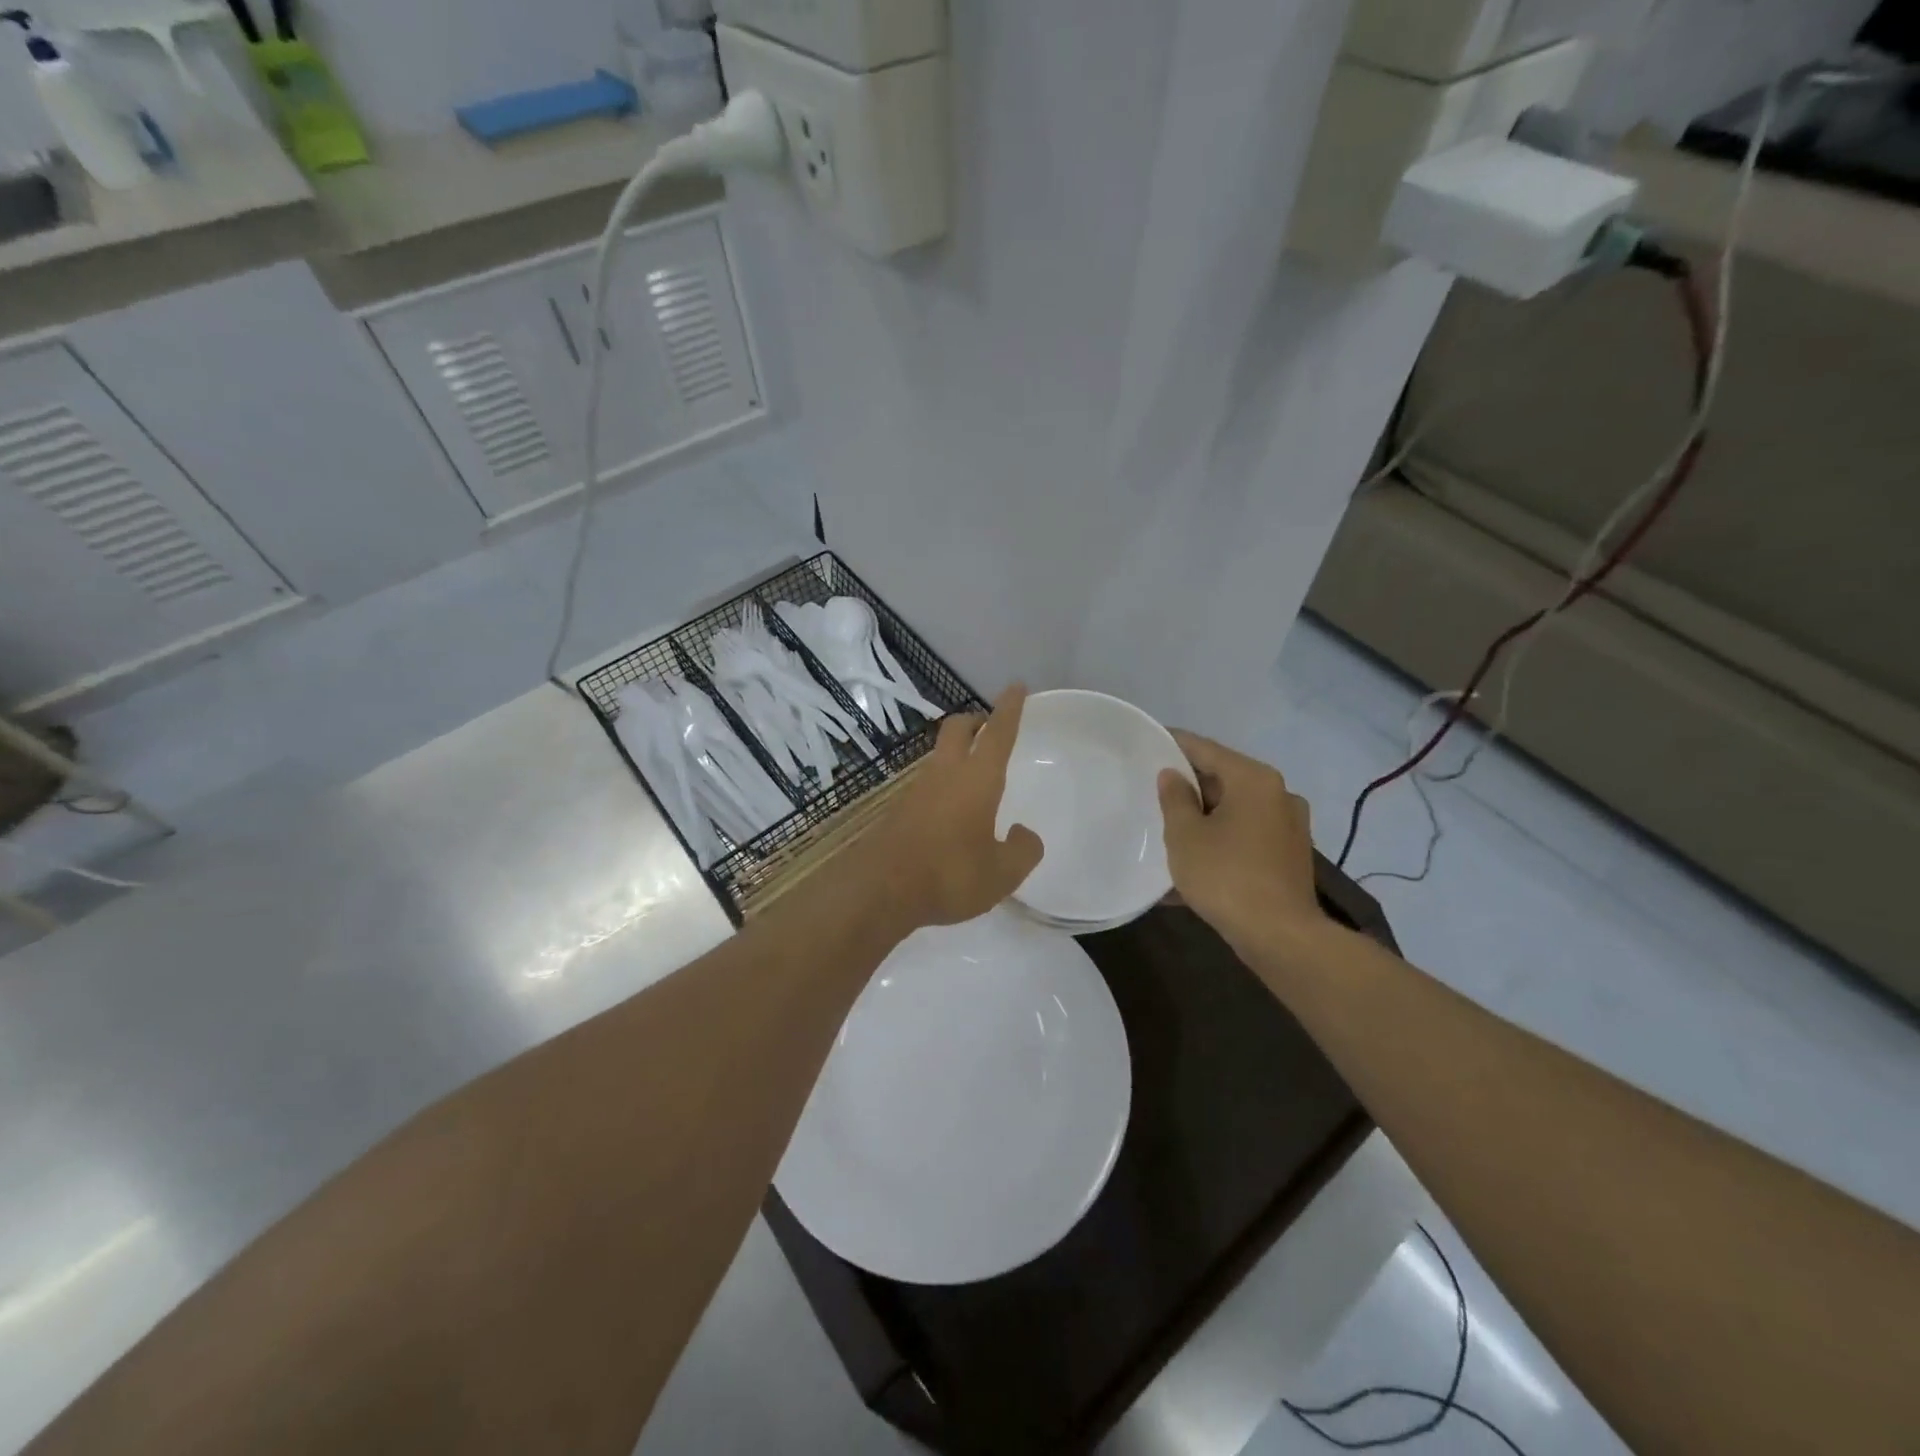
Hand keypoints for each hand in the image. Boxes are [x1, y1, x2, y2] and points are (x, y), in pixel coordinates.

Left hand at [865, 686, 1043, 929]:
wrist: (880, 889)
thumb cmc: (950, 874)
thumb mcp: (1002, 873)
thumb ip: (1023, 850)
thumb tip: (1023, 834)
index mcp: (977, 779)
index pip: (998, 733)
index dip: (1009, 708)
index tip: (1016, 686)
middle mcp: (945, 773)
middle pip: (958, 729)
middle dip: (975, 720)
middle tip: (988, 725)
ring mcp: (916, 789)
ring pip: (939, 754)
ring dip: (955, 752)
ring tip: (972, 773)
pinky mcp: (898, 809)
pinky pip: (925, 783)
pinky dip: (941, 783)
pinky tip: (948, 811)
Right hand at [1157, 731, 1327, 961]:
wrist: (1281, 936)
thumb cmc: (1226, 876)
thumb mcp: (1185, 836)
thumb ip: (1174, 799)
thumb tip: (1172, 776)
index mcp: (1254, 779)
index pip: (1205, 749)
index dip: (1173, 744)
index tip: (1147, 741)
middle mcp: (1278, 794)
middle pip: (1223, 779)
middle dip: (1188, 787)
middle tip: (1151, 791)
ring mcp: (1288, 827)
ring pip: (1233, 811)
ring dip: (1202, 818)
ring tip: (1167, 829)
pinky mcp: (1288, 856)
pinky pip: (1245, 838)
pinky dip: (1220, 842)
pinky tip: (1192, 864)